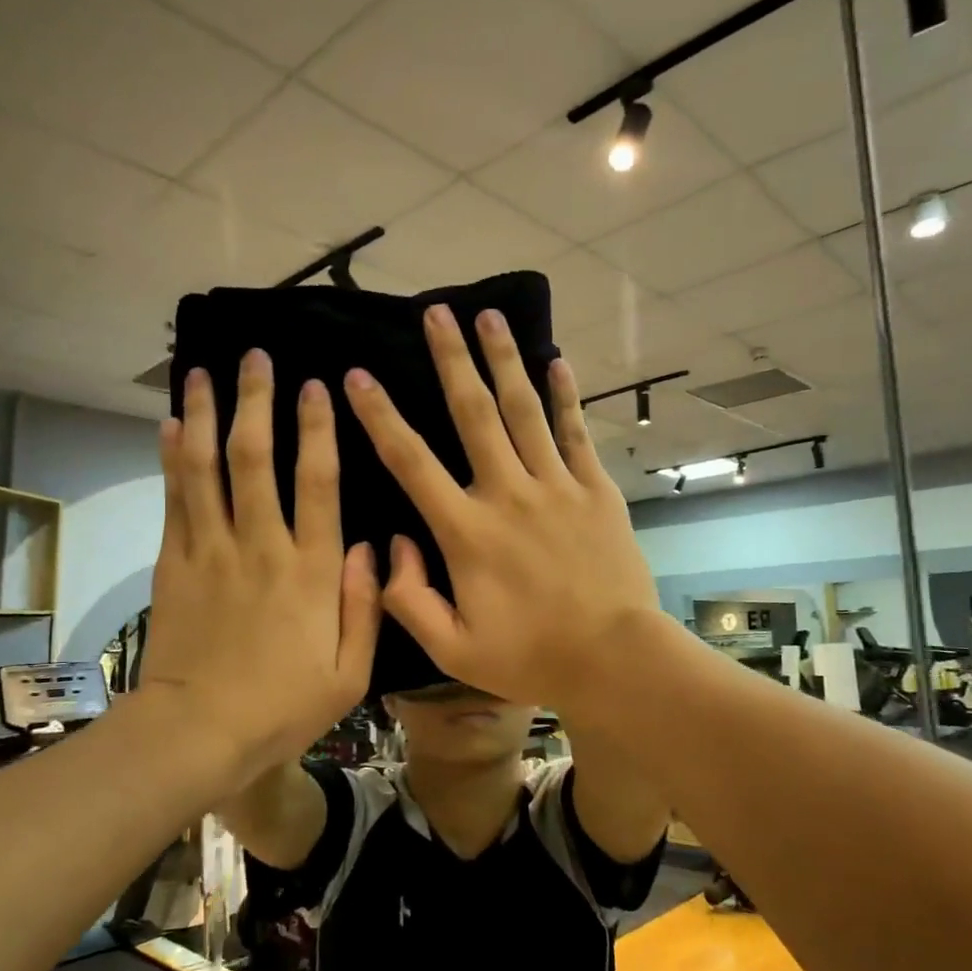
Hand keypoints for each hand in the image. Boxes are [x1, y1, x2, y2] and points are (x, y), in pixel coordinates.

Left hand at [136, 351, 379, 789]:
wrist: (198, 734)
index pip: (318, 482)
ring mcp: (211, 552)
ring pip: (208, 468)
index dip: (318, 430)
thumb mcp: (350, 672)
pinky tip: (173, 425)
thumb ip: (365, 605)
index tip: (317, 387)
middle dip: (258, 402)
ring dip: (208, 415)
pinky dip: (173, 459)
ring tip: (204, 371)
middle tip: (256, 358)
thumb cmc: (283, 707)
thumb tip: (370, 546)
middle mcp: (261, 546)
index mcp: (311, 571)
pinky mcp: (174, 564)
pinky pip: (174, 500)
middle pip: (257, 459)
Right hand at [342, 303, 666, 713]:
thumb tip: (394, 545)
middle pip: (473, 414)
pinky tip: (556, 362)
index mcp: (466, 531)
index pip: (411, 462)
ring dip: (504, 360)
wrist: (613, 658)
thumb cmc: (530, 656)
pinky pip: (575, 433)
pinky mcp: (594, 490)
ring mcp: (556, 486)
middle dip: (451, 359)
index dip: (380, 417)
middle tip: (436, 312)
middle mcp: (508, 493)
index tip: (358, 377)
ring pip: (524, 410)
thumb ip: (408, 599)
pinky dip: (565, 396)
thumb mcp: (452, 648)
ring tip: (489, 316)